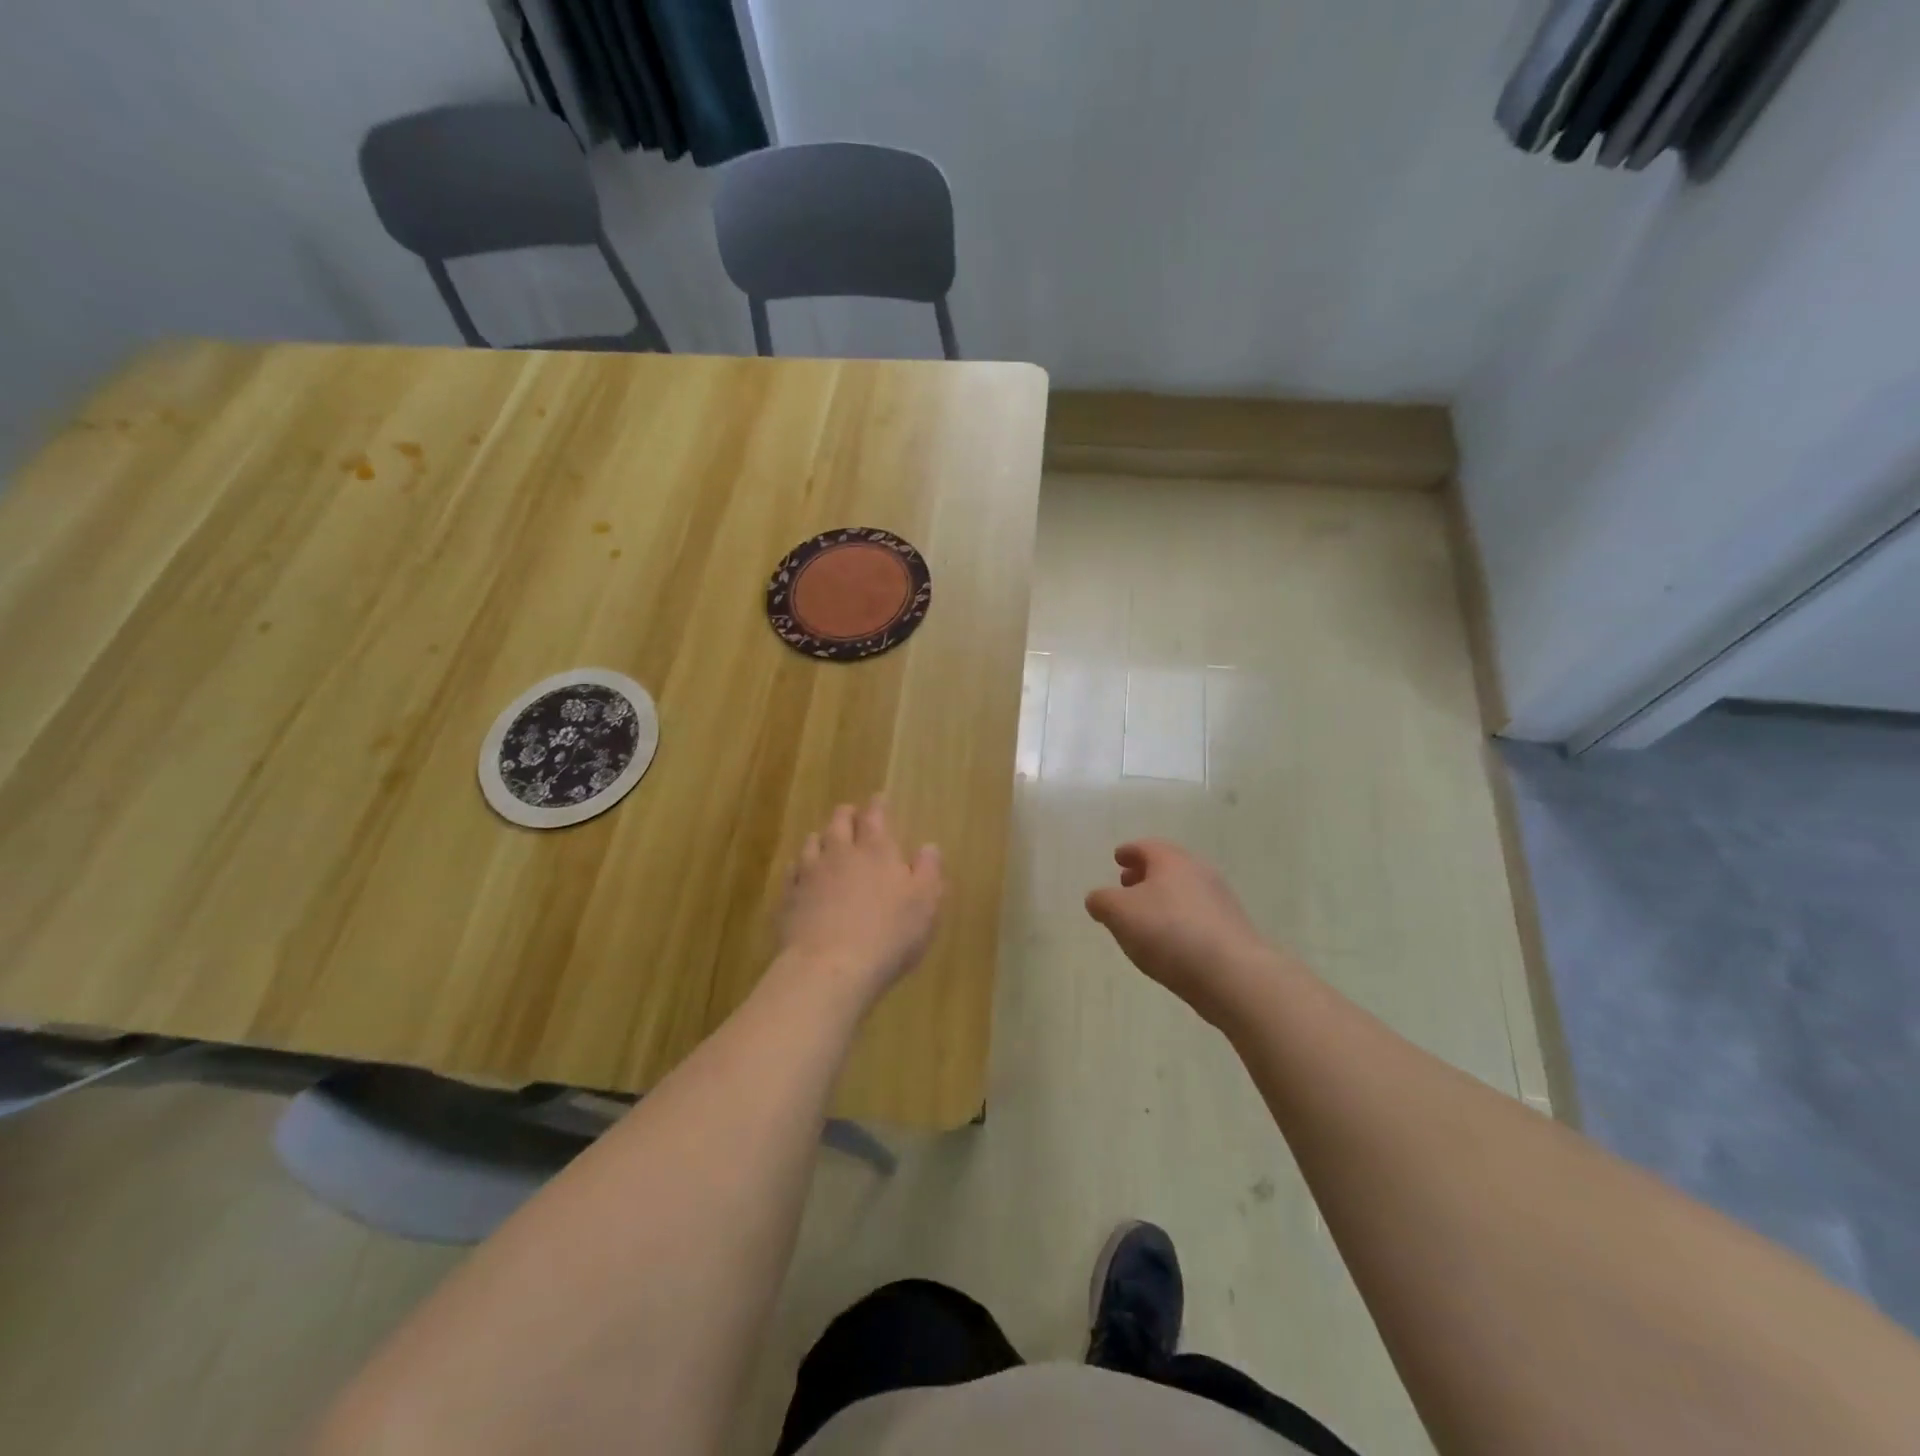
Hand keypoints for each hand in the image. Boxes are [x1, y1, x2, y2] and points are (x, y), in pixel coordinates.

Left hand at [777, 796, 942, 1009]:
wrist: (829, 968)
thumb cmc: (888, 935)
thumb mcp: (925, 904)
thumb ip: (928, 871)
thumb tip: (929, 847)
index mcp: (876, 850)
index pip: (875, 816)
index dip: (877, 805)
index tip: (878, 799)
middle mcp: (840, 853)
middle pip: (839, 822)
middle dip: (847, 815)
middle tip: (852, 815)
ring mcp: (809, 874)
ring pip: (812, 843)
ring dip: (821, 838)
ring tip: (825, 840)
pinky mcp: (788, 898)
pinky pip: (792, 872)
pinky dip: (799, 868)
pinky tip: (801, 875)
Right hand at [1085, 839, 1288, 1028]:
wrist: (1232, 974)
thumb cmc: (1169, 932)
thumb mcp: (1119, 913)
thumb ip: (1102, 901)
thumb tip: (1098, 898)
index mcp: (1172, 861)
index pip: (1146, 847)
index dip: (1129, 852)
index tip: (1118, 857)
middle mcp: (1199, 872)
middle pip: (1168, 867)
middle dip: (1145, 875)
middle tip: (1126, 885)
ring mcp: (1220, 901)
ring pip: (1183, 891)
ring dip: (1162, 899)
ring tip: (1143, 919)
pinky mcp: (1231, 929)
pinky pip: (1197, 916)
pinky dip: (1178, 920)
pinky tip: (1168, 942)